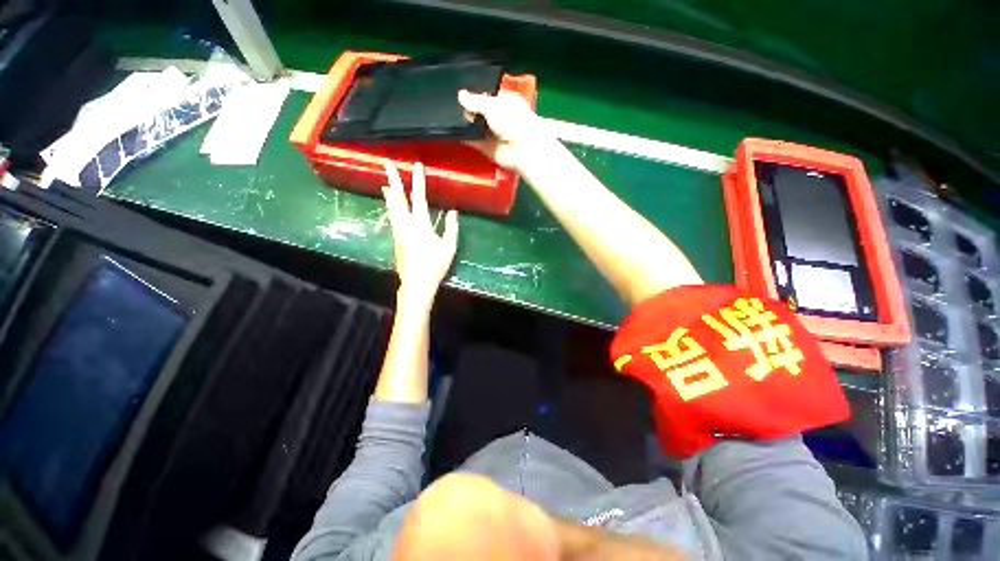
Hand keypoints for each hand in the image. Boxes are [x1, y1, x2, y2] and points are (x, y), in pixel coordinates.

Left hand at [382, 160, 458, 304]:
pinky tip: (391, 206)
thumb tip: (453, 210)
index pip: (419, 196)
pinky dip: (390, 207)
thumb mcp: (449, 246)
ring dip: (389, 193)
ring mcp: (398, 231)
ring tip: (385, 183)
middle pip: (398, 198)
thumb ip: (451, 227)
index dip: (418, 179)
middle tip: (387, 163)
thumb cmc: (435, 265)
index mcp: (420, 224)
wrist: (416, 283)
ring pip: (392, 207)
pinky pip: (392, 217)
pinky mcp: (396, 239)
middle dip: (393, 179)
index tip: (417, 164)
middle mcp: (406, 224)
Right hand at [458, 90, 548, 171]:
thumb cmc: (512, 120)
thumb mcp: (492, 105)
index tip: (461, 95)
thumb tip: (460, 94)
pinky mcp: (489, 149)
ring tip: (450, 118)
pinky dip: (466, 139)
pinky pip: (475, 142)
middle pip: (481, 112)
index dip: (476, 95)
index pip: (488, 96)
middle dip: (469, 110)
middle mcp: (500, 117)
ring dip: (466, 125)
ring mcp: (494, 134)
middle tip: (453, 107)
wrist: (522, 149)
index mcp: (505, 102)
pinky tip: (454, 133)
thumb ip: (475, 101)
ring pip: (477, 127)